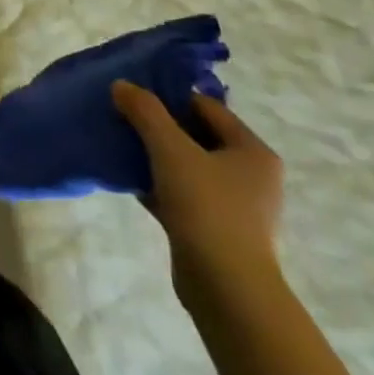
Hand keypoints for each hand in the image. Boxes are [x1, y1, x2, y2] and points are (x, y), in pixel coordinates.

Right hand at [112, 82, 283, 306]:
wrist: (226, 289)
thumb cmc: (207, 207)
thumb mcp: (170, 149)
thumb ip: (145, 112)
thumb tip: (122, 85)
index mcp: (252, 151)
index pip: (207, 107)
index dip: (170, 97)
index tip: (133, 96)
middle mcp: (251, 176)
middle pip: (197, 136)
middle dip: (158, 127)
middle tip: (123, 118)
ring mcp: (236, 206)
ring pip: (188, 167)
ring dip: (156, 156)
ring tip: (121, 147)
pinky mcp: (217, 230)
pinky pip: (183, 194)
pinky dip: (159, 185)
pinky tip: (130, 181)